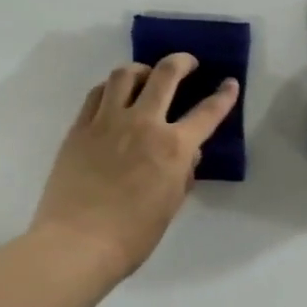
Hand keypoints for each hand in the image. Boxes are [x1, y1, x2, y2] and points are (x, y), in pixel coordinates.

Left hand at [32, 55, 239, 284]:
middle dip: (181, 62)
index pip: (207, 112)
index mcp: (173, 147)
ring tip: (146, 75)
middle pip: (165, 74)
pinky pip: (97, 93)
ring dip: (142, 69)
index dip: (223, 96)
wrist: (77, 243)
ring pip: (125, 74)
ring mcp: (107, 121)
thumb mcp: (170, 206)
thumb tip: (187, 155)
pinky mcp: (80, 127)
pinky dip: (110, 88)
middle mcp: (143, 123)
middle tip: (187, 63)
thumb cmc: (132, 236)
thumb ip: (183, 173)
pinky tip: (113, 96)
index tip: (229, 83)